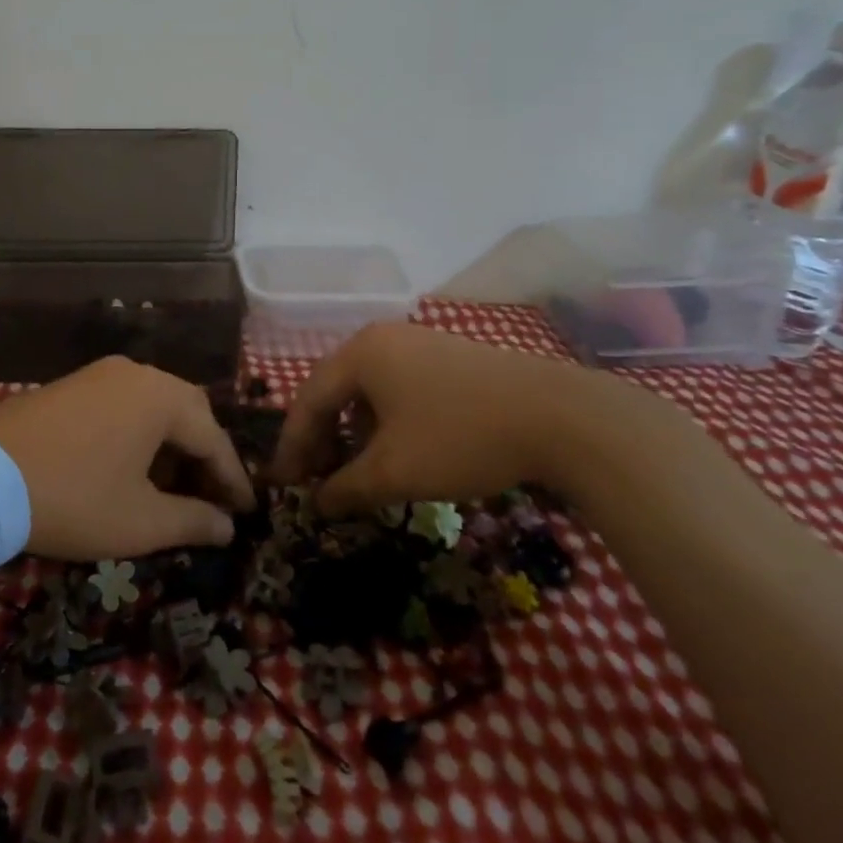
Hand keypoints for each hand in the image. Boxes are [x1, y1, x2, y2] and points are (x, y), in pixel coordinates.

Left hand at [0, 356, 256, 561]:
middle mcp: (136, 373)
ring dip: (171, 444)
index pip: (213, 438)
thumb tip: (227, 526)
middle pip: (188, 412)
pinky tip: (132, 466)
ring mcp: (99, 374)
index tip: (248, 511)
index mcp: (161, 397)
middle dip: (204, 456)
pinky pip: (123, 404)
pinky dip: (139, 433)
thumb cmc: (73, 499)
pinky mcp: (71, 384)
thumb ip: (193, 521)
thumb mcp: (139, 522)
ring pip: (154, 406)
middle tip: (213, 498)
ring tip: (173, 487)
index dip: (233, 478)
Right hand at [272, 322, 612, 516]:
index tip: (283, 484)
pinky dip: (385, 421)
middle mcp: (382, 338)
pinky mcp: (449, 357)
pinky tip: (398, 451)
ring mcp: (419, 344)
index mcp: (360, 354)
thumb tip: (317, 503)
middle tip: (315, 479)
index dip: (292, 446)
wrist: (559, 416)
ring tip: (356, 470)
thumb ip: (345, 488)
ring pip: (368, 390)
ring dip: (354, 432)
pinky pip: (398, 388)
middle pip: (335, 390)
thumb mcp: (394, 471)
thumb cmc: (459, 437)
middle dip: (322, 438)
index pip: (308, 400)